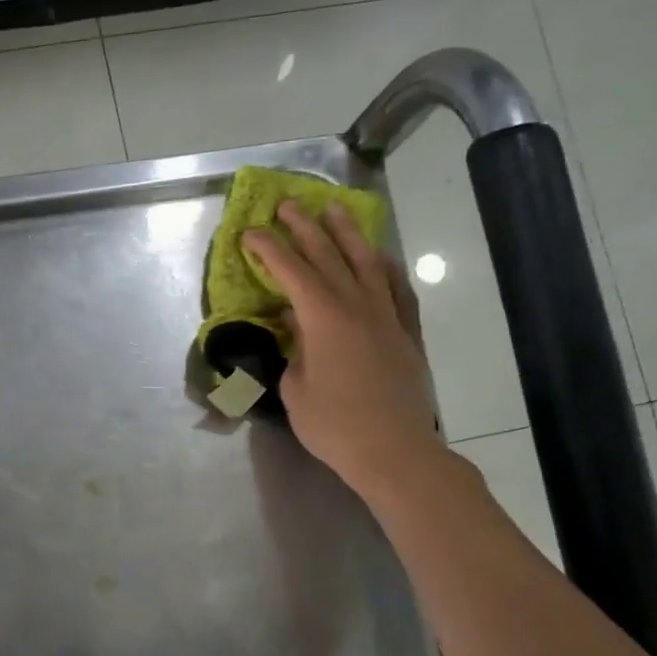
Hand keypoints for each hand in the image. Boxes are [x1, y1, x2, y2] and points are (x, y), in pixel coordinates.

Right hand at [242, 201, 444, 501]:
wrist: (395, 451)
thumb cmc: (334, 425)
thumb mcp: (295, 389)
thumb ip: (293, 350)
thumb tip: (295, 326)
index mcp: (323, 318)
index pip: (291, 271)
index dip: (269, 249)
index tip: (250, 232)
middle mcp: (357, 305)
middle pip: (328, 255)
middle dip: (305, 227)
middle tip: (288, 204)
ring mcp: (387, 316)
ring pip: (366, 262)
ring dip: (348, 233)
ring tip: (335, 210)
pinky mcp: (406, 332)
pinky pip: (396, 288)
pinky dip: (385, 267)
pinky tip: (378, 258)